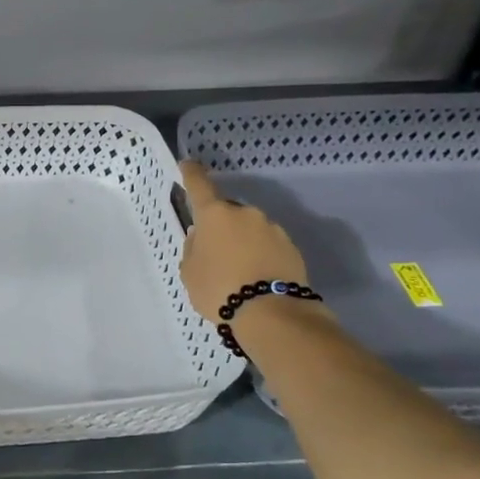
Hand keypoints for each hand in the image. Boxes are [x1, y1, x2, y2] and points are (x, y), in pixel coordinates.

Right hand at [177, 161, 310, 322]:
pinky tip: (254, 275)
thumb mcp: (190, 272)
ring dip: (241, 240)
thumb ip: (193, 248)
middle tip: (212, 250)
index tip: (187, 165)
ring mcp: (272, 228)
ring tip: (236, 269)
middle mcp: (245, 213)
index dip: (191, 173)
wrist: (272, 314)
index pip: (199, 185)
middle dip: (219, 224)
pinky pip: (267, 244)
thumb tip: (201, 237)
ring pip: (249, 228)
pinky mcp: (291, 247)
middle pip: (226, 211)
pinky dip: (259, 254)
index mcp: (215, 214)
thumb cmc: (219, 289)